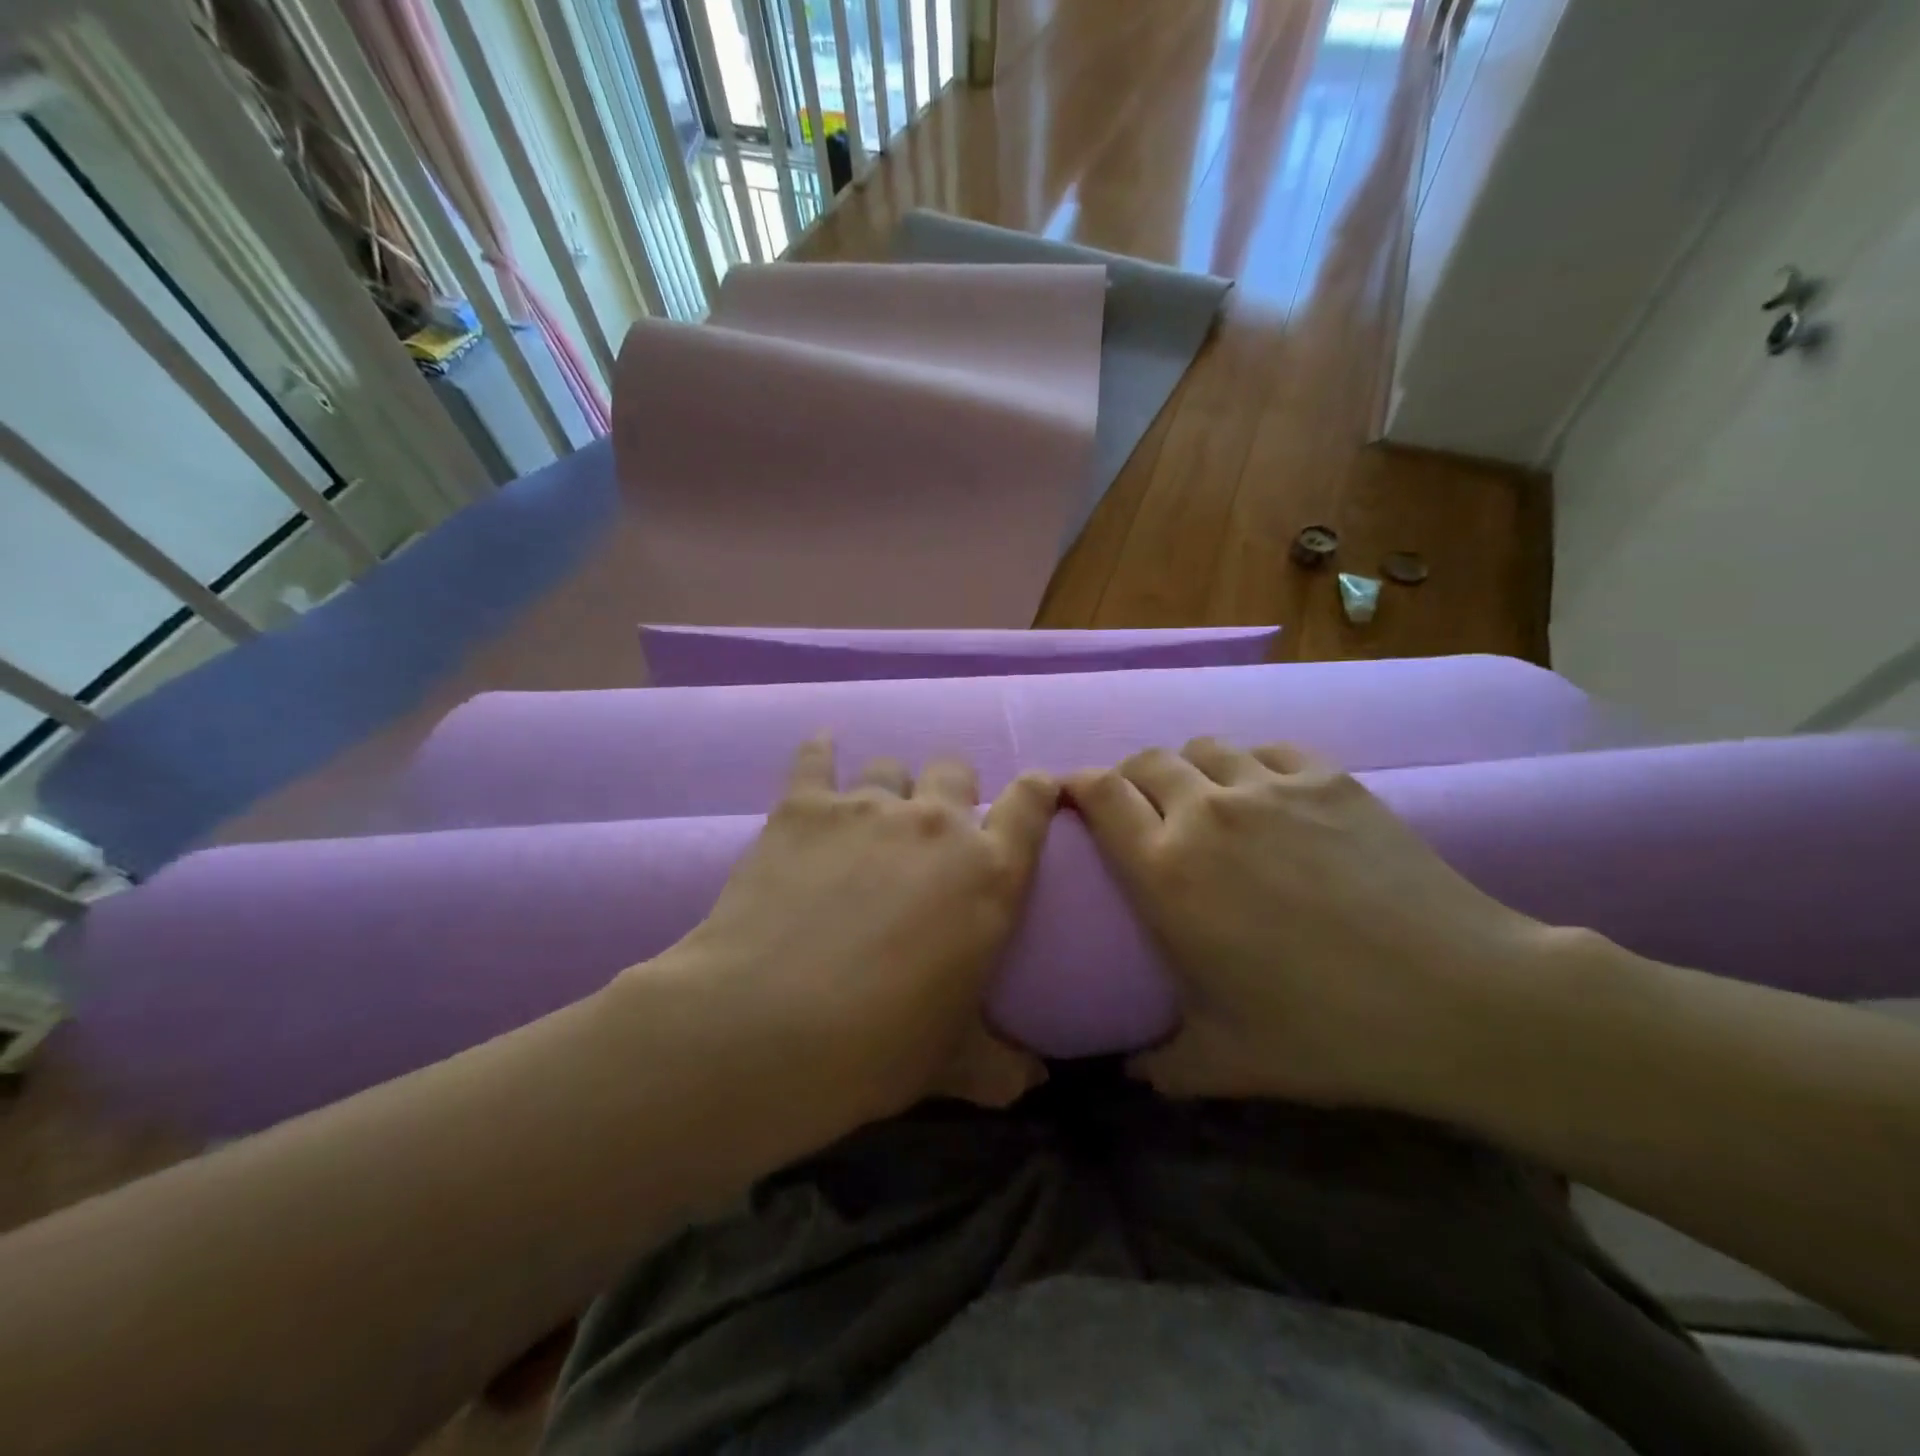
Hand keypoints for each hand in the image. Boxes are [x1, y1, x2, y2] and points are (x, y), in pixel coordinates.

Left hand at [665, 737, 1057, 1120]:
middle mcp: (935, 824)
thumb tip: (1033, 1084)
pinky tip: (820, 752)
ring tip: (867, 819)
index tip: (1033, 794)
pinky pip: (816, 757)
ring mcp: (867, 807)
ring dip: (887, 787)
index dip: (1037, 790)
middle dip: (950, 789)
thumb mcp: (953, 1064)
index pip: (1032, 803)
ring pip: (890, 765)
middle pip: (955, 769)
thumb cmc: (877, 1049)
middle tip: (930, 828)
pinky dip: (820, 753)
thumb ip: (1001, 1067)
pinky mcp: (804, 805)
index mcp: (988, 874)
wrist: (765, 1029)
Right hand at [1065, 739, 1549, 1110]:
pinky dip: (1251, 764)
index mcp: (1166, 871)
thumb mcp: (1226, 1062)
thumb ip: (1163, 1066)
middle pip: (1145, 761)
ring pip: (1204, 747)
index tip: (1073, 798)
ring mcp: (1269, 787)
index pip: (1099, 795)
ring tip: (1202, 798)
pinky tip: (1267, 794)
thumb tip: (1131, 1072)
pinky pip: (1267, 749)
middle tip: (1139, 808)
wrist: (1457, 999)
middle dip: (1130, 777)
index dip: (1077, 786)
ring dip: (1189, 767)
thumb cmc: (1326, 1032)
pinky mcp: (1327, 779)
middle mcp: (1206, 813)